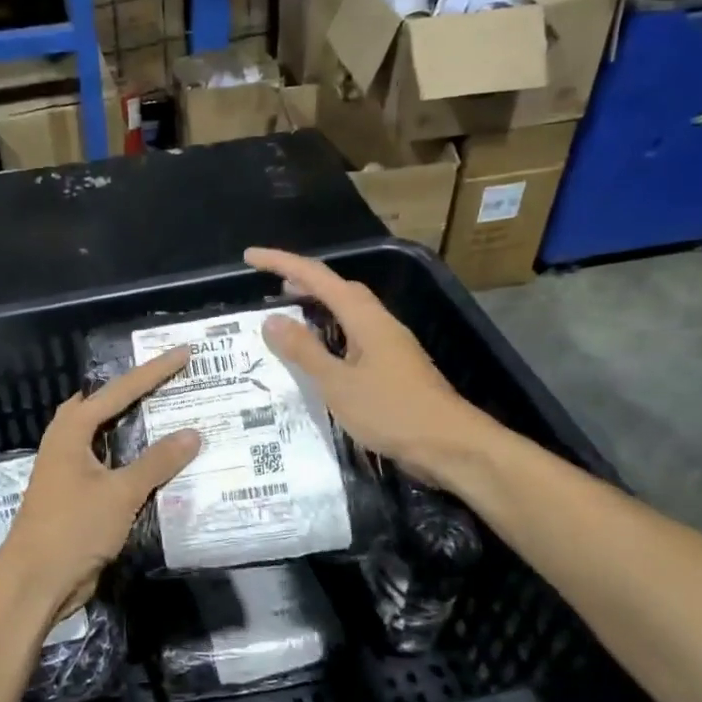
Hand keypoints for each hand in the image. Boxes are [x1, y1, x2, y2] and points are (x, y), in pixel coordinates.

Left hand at [0, 348, 202, 623]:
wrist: (37, 581)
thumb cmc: (73, 527)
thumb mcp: (120, 492)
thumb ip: (157, 461)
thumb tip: (193, 433)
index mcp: (71, 430)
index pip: (119, 390)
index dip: (154, 371)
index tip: (184, 354)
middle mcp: (68, 442)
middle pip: (108, 406)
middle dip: (140, 392)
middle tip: (175, 380)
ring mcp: (70, 468)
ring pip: (109, 436)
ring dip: (138, 427)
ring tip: (173, 414)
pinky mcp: (77, 494)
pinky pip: (111, 464)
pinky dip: (134, 458)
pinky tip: (160, 463)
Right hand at [244, 247, 503, 481]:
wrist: (450, 445)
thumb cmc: (392, 411)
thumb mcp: (338, 383)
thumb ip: (304, 351)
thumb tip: (272, 319)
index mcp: (365, 319)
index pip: (318, 278)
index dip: (282, 263)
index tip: (251, 256)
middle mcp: (379, 324)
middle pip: (338, 289)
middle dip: (303, 281)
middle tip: (270, 288)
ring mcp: (390, 345)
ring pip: (348, 313)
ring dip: (318, 307)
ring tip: (288, 316)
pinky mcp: (393, 368)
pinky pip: (354, 337)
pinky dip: (330, 334)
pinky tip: (319, 355)